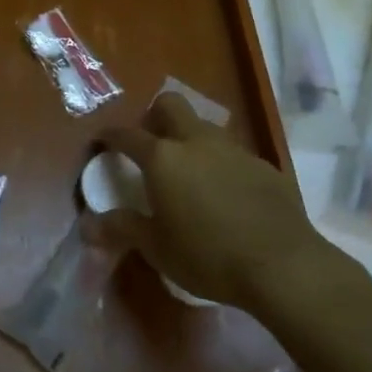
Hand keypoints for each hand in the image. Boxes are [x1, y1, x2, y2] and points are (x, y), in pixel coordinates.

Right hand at [88, 91, 330, 309]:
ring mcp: (234, 151)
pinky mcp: (264, 167)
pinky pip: (234, 155)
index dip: (110, 136)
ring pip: (205, 127)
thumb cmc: (207, 256)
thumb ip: (122, 229)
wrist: (285, 267)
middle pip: (170, 105)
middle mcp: (196, 142)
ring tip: (190, 173)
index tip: (102, 142)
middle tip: (151, 144)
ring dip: (191, 140)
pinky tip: (227, 196)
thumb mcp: (156, 248)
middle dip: (155, 115)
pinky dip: (222, 165)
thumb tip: (87, 226)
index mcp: (163, 157)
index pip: (127, 134)